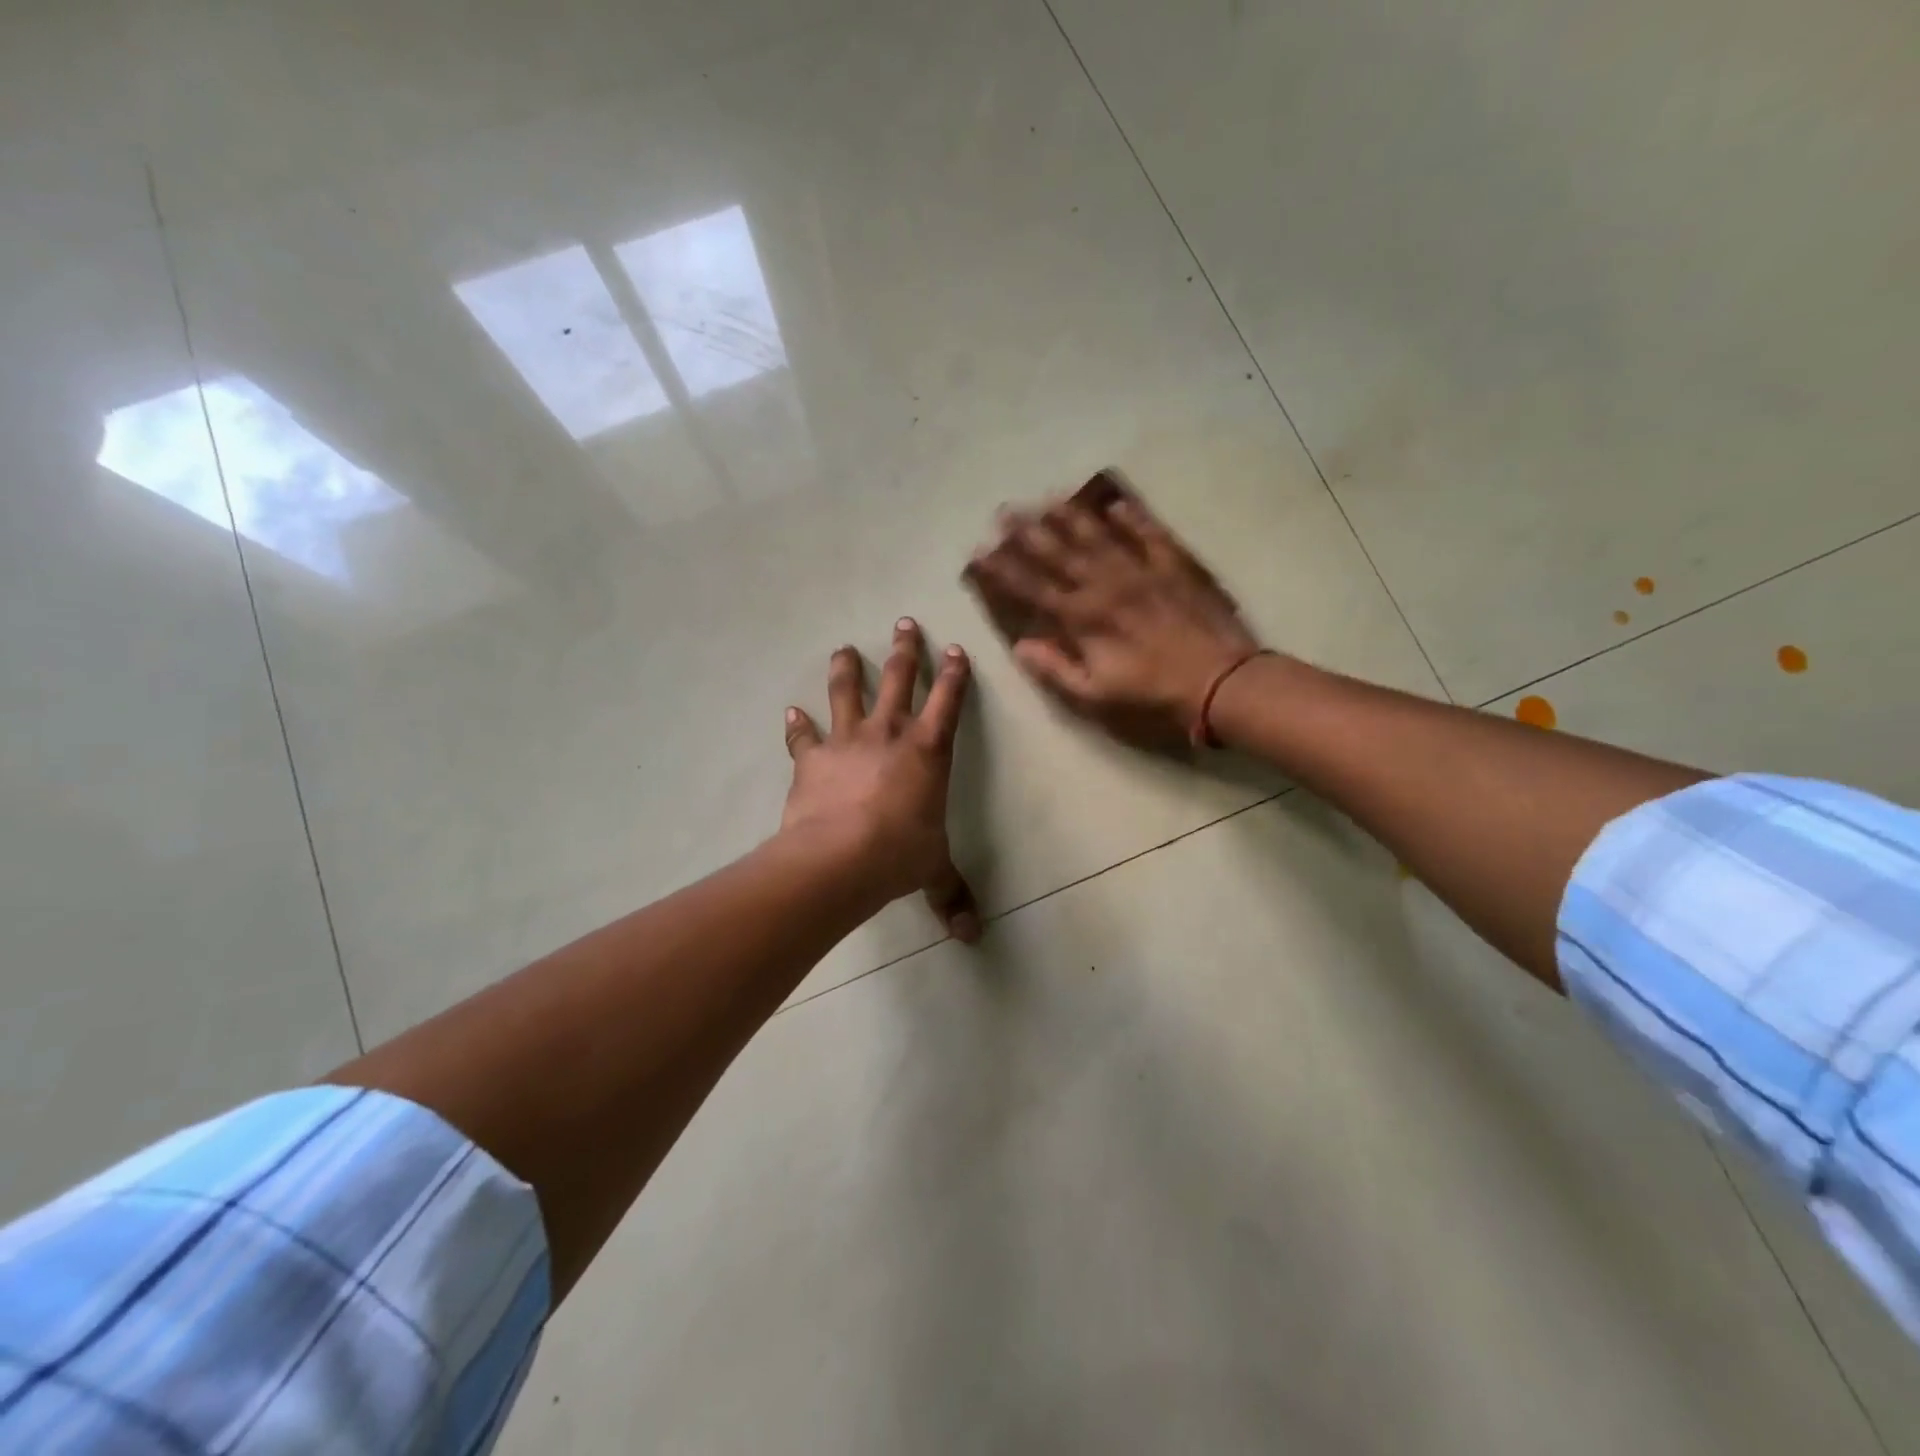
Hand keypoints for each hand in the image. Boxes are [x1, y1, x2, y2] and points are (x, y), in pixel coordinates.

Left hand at [781, 619, 981, 942]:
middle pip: (898, 681)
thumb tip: (971, 937)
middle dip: (905, 651)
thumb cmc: (899, 855)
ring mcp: (847, 742)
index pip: (947, 703)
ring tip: (845, 648)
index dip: (954, 675)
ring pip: (847, 693)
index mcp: (928, 752)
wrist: (840, 857)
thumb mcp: (932, 872)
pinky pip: (804, 736)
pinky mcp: (812, 759)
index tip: (955, 649)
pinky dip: (798, 726)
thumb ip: (951, 895)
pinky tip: (791, 713)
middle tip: (904, 623)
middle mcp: (889, 735)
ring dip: (847, 669)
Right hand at [963, 472, 1263, 747]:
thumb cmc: (1151, 696)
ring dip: (1070, 515)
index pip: (1032, 587)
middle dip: (1028, 531)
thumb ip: (1055, 668)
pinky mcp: (1173, 566)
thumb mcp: (1094, 695)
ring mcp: (1140, 570)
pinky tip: (1116, 504)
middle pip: (1059, 552)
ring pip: (1098, 535)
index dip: (1003, 569)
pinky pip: (1149, 533)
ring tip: (1047, 498)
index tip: (980, 552)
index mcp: (1082, 618)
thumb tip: (1020, 645)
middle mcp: (1105, 585)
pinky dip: (1132, 517)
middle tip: (1004, 511)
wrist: (1219, 683)